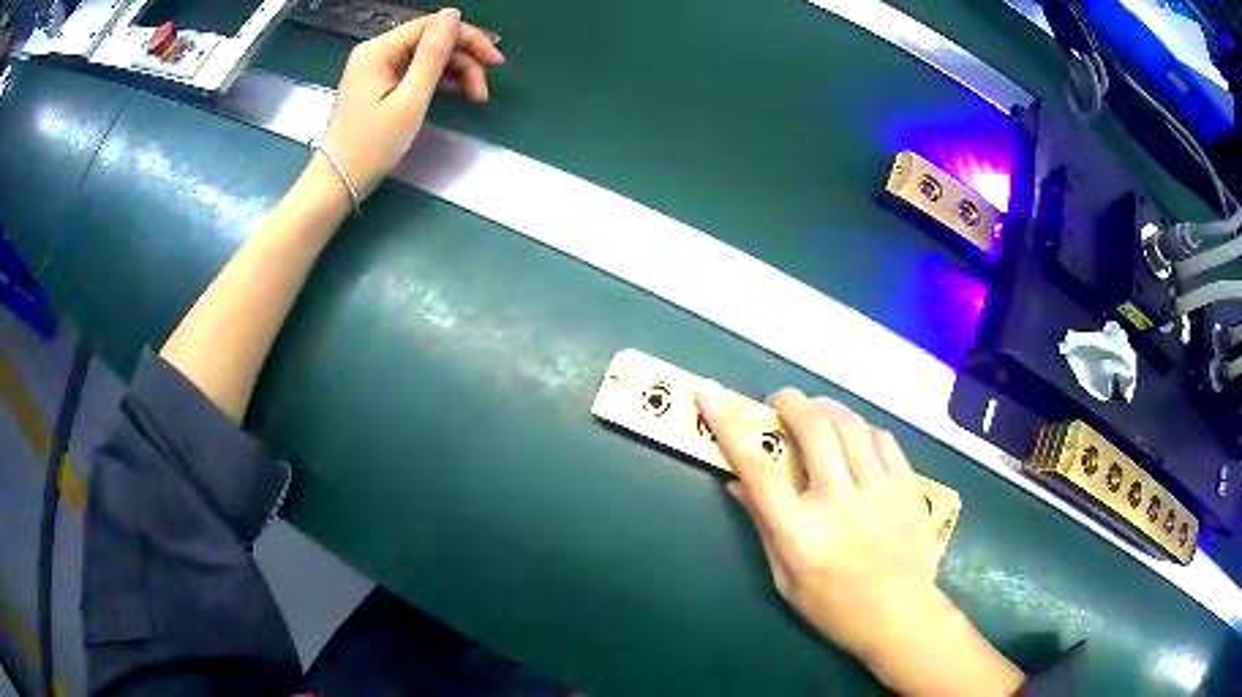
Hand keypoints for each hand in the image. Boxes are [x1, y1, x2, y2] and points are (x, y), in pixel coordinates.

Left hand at [319, 8, 503, 197]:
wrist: (338, 183)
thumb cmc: (372, 145)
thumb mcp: (410, 98)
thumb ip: (433, 54)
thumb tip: (453, 14)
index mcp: (379, 50)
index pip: (432, 26)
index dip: (468, 38)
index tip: (495, 63)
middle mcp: (376, 52)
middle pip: (430, 40)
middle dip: (463, 59)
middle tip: (484, 89)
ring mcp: (375, 69)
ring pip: (425, 57)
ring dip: (454, 72)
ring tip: (474, 97)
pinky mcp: (377, 85)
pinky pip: (413, 72)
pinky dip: (436, 81)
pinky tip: (455, 94)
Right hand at [697, 386, 1023, 695]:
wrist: (900, 617)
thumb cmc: (834, 607)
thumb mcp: (785, 578)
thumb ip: (763, 526)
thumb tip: (736, 483)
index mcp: (800, 534)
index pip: (758, 469)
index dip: (729, 425)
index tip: (710, 393)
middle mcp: (839, 503)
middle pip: (814, 429)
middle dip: (790, 402)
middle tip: (780, 401)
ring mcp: (880, 491)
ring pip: (851, 425)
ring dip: (827, 408)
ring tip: (817, 413)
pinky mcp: (908, 487)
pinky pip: (883, 439)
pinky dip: (862, 428)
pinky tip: (855, 437)